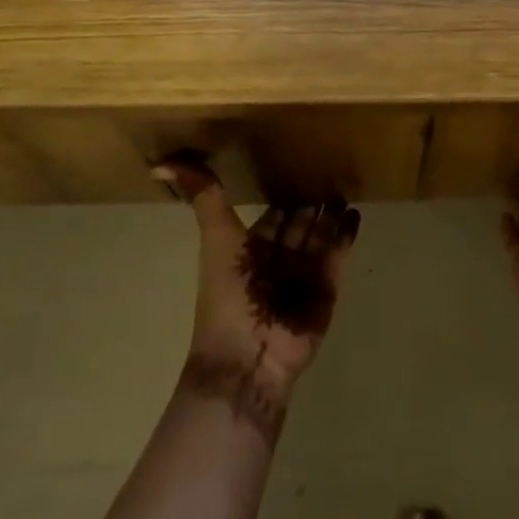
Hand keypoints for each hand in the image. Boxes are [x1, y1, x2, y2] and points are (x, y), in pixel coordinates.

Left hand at [152, 159, 360, 409]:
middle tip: (332, 169)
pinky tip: (356, 212)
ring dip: (332, 213)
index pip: (274, 214)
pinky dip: (347, 233)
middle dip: (313, 201)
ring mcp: (305, 271)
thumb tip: (162, 164)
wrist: (248, 355)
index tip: (299, 165)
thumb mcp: (216, 238)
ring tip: (346, 185)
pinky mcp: (328, 285)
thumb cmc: (229, 295)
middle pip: (300, 222)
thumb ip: (204, 198)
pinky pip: (340, 252)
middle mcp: (279, 257)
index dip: (284, 194)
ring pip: (321, 233)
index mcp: (251, 248)